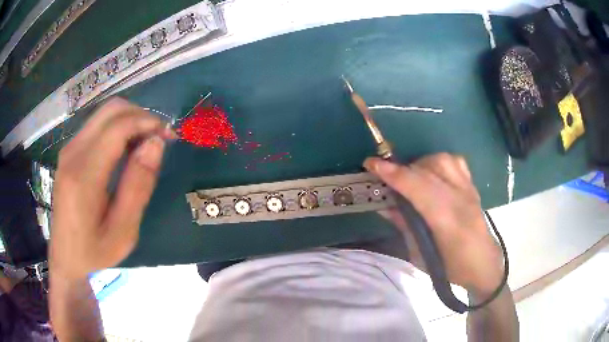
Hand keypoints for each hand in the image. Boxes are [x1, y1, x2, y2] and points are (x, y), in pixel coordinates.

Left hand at [50, 98, 175, 280]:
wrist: (65, 257)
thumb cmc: (95, 251)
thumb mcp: (123, 231)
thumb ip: (138, 186)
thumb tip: (155, 143)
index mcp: (84, 175)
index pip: (118, 127)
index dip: (147, 123)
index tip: (168, 136)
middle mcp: (73, 153)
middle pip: (111, 110)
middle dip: (141, 115)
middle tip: (159, 138)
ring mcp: (69, 149)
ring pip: (105, 113)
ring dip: (130, 120)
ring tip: (146, 144)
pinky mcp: (70, 151)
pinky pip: (97, 125)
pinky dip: (118, 127)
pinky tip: (127, 148)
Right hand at [364, 153, 503, 293]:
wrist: (483, 264)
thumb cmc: (450, 268)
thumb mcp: (421, 254)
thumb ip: (404, 225)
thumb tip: (384, 205)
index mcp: (447, 220)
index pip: (417, 187)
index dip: (392, 173)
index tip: (370, 164)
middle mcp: (460, 198)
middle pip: (428, 168)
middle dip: (402, 168)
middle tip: (387, 178)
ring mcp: (468, 189)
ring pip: (442, 160)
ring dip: (421, 164)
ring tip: (411, 178)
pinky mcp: (472, 186)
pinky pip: (455, 162)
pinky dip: (438, 163)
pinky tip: (432, 174)